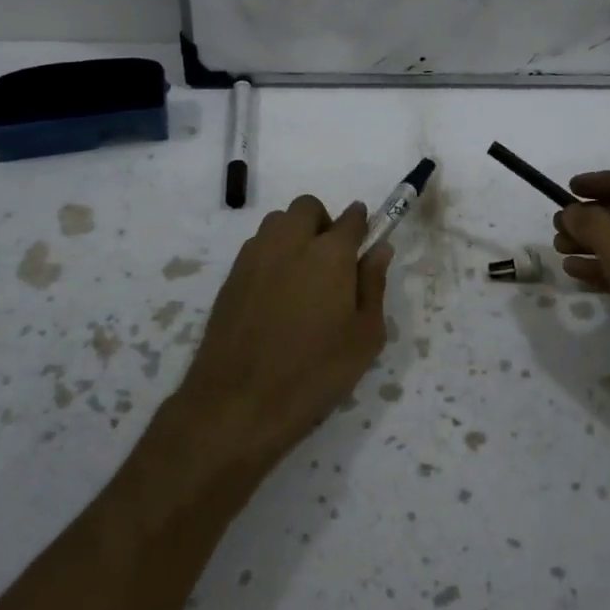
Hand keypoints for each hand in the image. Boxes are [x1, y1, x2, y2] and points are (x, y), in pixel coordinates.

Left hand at [172, 195, 392, 472]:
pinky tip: (276, 296)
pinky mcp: (230, 276)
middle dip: (323, 222)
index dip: (362, 224)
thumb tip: (379, 249)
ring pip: (278, 223)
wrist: (238, 402)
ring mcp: (254, 256)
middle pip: (308, 208)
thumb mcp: (364, 337)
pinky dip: (272, 256)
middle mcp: (289, 242)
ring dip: (294, 235)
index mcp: (329, 253)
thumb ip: (374, 285)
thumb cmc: (315, 372)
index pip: (351, 218)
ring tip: (302, 279)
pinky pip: (257, 247)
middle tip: (332, 262)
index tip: (365, 241)